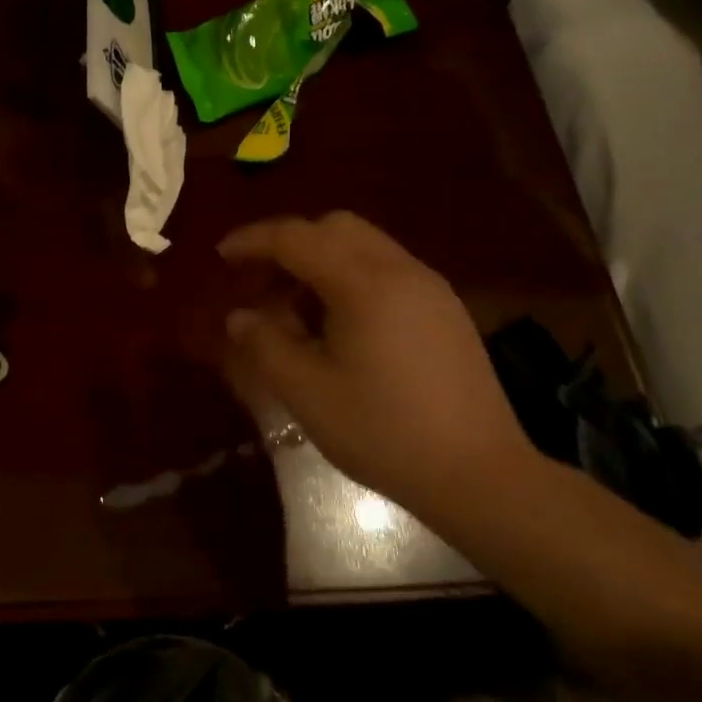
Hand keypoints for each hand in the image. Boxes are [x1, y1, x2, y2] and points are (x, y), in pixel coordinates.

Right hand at [219, 212, 535, 518]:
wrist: (479, 474)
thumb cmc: (383, 432)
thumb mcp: (308, 393)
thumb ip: (266, 345)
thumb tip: (239, 316)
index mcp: (364, 283)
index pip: (297, 237)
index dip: (253, 241)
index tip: (221, 256)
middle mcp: (401, 270)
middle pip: (335, 227)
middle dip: (289, 244)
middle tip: (259, 283)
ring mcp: (430, 288)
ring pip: (364, 246)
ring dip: (320, 261)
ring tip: (294, 308)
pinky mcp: (445, 310)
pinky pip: (387, 270)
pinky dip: (350, 277)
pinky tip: (338, 324)